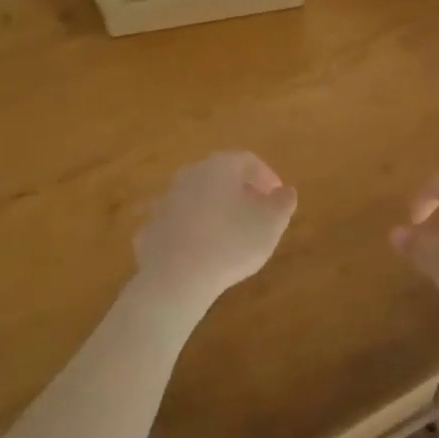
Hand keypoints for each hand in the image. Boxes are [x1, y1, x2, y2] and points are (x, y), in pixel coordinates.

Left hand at [134, 153, 296, 311]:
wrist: (175, 276)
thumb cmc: (232, 242)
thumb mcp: (271, 223)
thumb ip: (283, 203)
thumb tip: (286, 191)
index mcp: (221, 166)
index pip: (249, 161)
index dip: (267, 177)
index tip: (278, 197)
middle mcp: (191, 174)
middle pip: (221, 175)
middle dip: (240, 191)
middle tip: (256, 213)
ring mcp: (167, 199)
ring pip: (198, 197)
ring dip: (214, 209)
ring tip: (229, 234)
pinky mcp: (152, 227)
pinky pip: (178, 222)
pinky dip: (192, 230)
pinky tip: (201, 251)